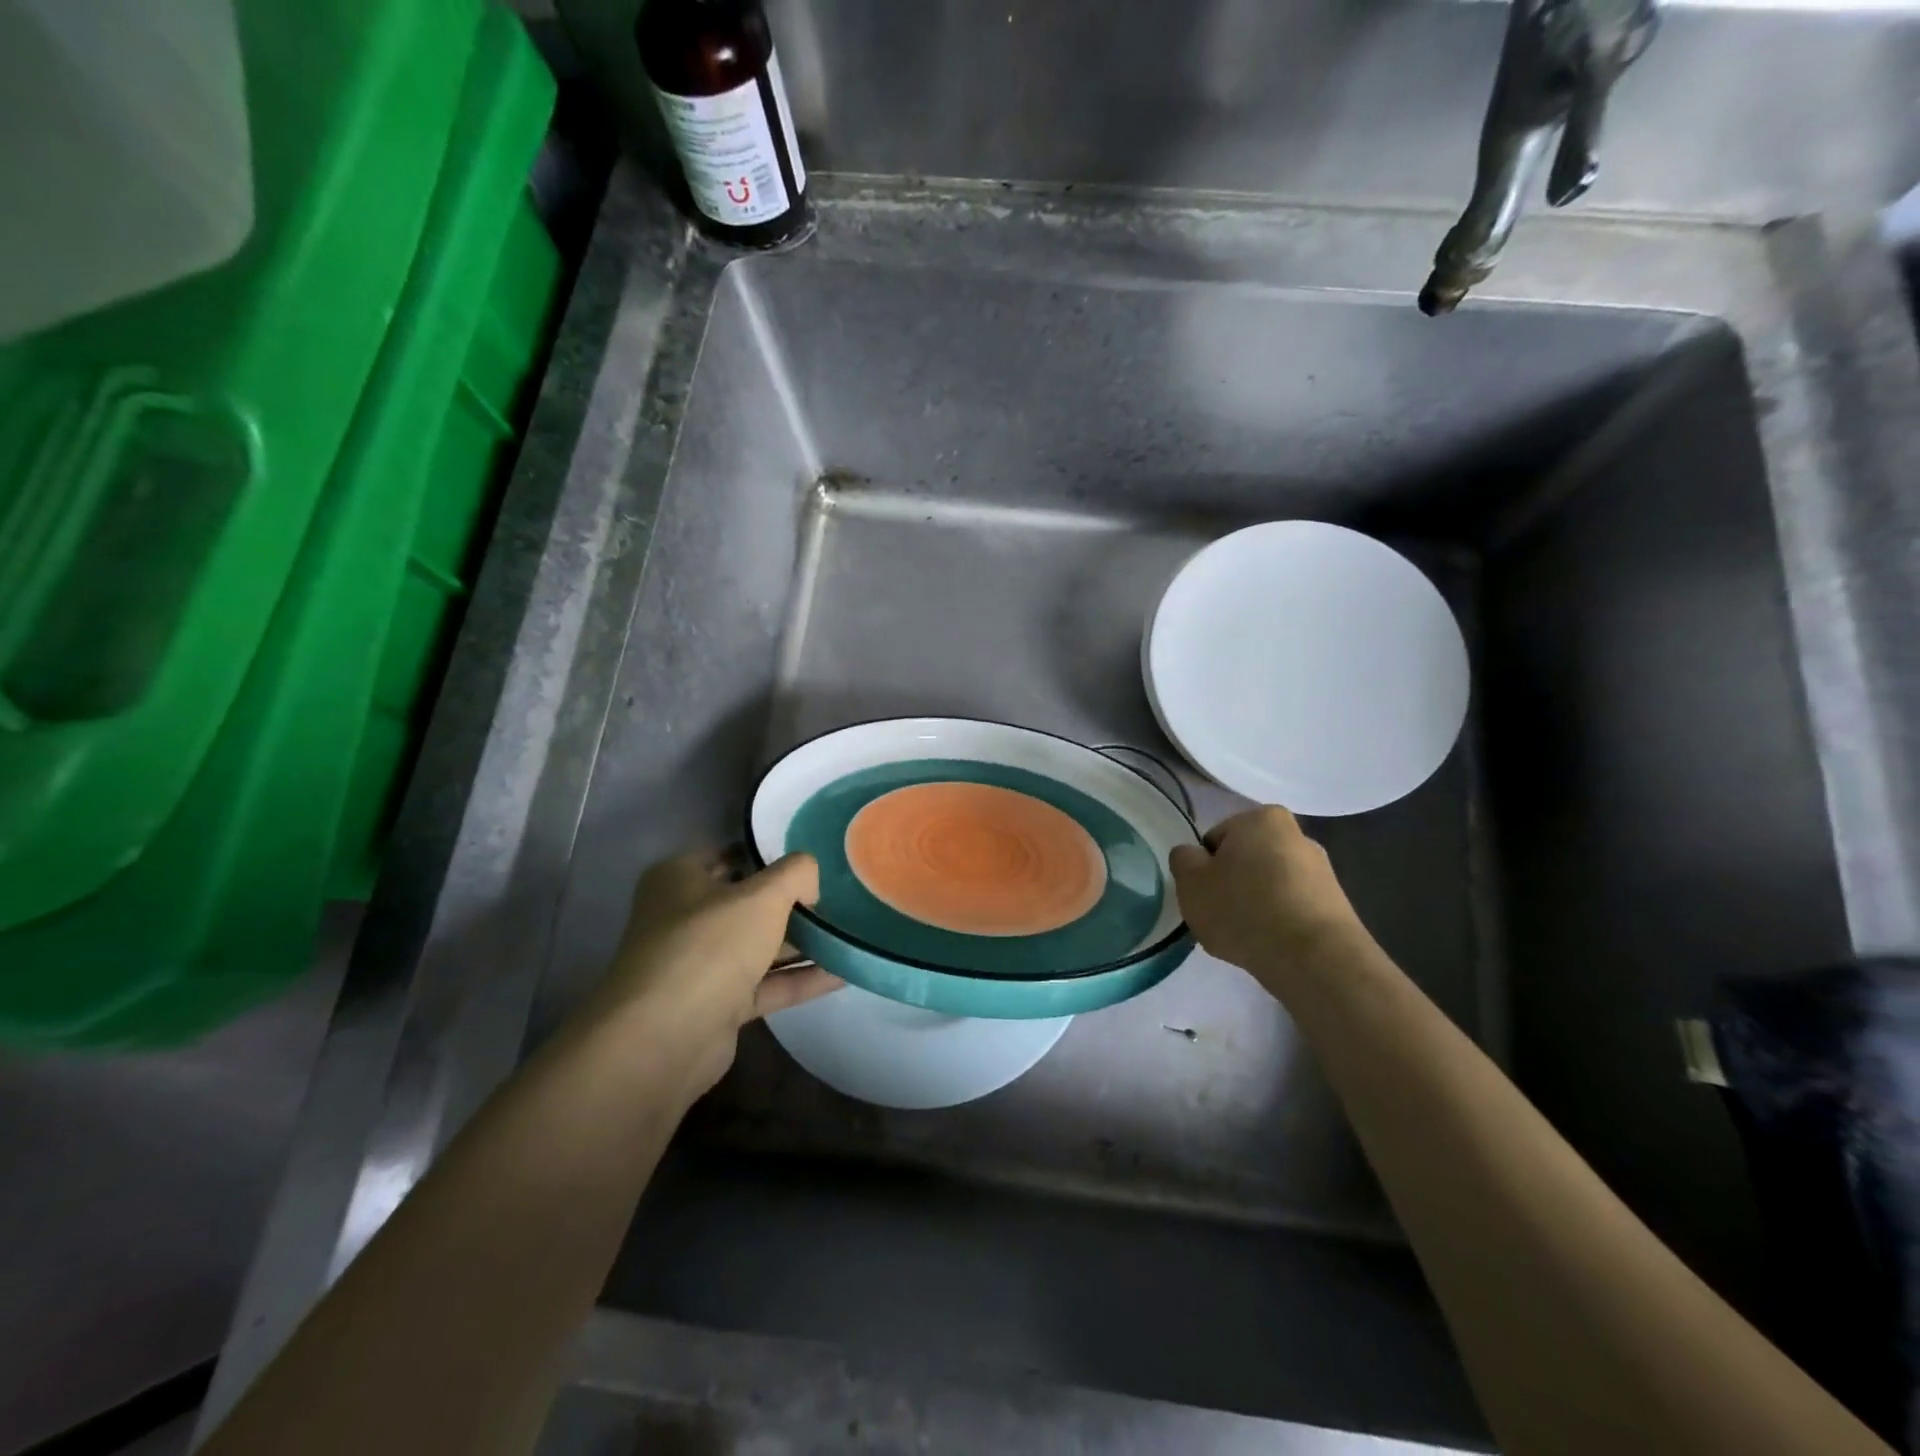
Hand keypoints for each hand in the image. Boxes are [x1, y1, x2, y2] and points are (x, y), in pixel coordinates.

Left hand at [591, 851, 841, 1099]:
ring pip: (759, 945)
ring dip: (802, 943)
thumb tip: (809, 882)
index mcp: (679, 879)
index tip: (815, 859)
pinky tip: (844, 972)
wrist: (665, 1039)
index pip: (732, 854)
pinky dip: (801, 979)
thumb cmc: (709, 946)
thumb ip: (796, 873)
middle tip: (840, 896)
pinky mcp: (718, 1005)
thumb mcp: (763, 895)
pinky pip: (767, 984)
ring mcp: (701, 964)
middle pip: (748, 902)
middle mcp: (685, 918)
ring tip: (851, 932)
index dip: (772, 854)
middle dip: (793, 902)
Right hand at [1170, 807, 1368, 991]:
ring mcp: (1321, 870)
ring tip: (1247, 937)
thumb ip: (1183, 859)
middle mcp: (1297, 834)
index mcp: (1261, 818)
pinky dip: (1278, 923)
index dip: (1203, 869)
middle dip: (1232, 884)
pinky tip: (1271, 945)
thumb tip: (1193, 856)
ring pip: (1269, 885)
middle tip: (1221, 916)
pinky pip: (1291, 909)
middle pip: (1245, 860)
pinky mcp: (1336, 905)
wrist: (1314, 960)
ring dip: (1255, 905)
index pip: (1215, 840)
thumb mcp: (1190, 882)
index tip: (1204, 896)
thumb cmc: (1244, 909)